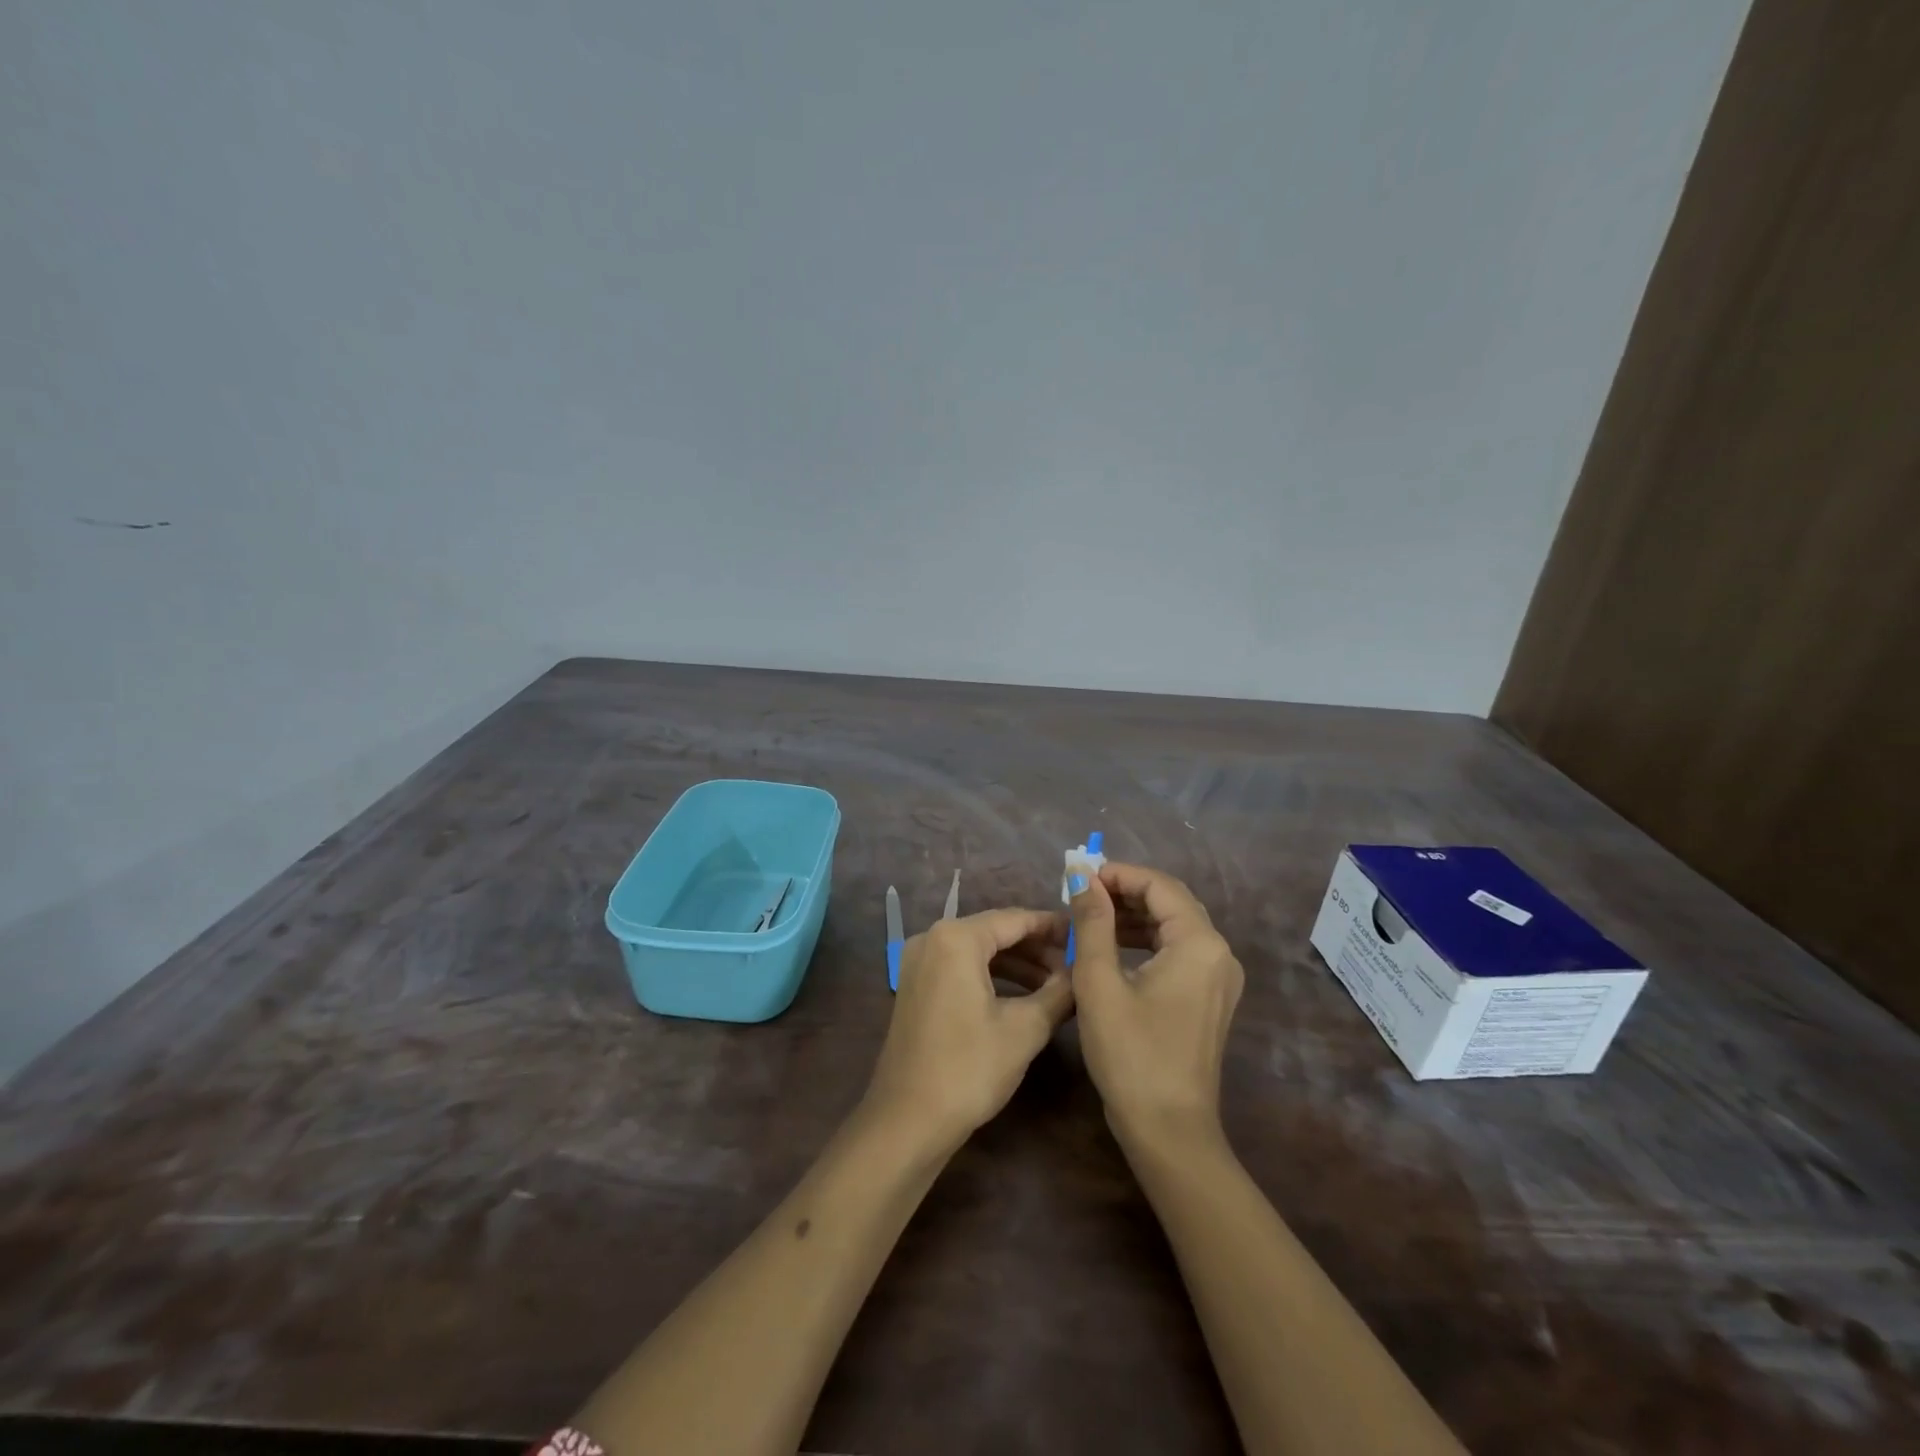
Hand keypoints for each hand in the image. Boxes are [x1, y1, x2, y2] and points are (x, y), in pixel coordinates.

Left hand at [865, 908, 1074, 1146]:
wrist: (907, 1120)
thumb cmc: (969, 1068)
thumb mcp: (1025, 1029)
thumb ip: (1059, 993)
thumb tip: (1083, 975)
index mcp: (956, 938)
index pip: (1015, 919)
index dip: (1053, 926)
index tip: (1084, 934)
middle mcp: (933, 938)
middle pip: (995, 931)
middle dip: (1036, 947)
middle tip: (1075, 964)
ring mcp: (919, 962)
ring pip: (978, 950)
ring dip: (1017, 963)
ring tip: (1057, 982)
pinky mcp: (916, 985)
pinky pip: (961, 966)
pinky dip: (992, 975)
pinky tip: (1022, 994)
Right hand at [1067, 863, 1243, 1145]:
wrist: (1169, 1131)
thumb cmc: (1131, 1054)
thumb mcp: (1099, 983)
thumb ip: (1091, 922)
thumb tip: (1081, 874)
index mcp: (1199, 943)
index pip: (1159, 886)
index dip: (1118, 874)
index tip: (1079, 877)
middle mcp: (1219, 953)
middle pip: (1171, 902)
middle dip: (1125, 891)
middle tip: (1081, 894)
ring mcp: (1219, 978)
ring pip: (1174, 926)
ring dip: (1134, 916)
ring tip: (1090, 917)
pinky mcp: (1210, 998)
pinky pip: (1178, 952)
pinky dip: (1146, 941)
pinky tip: (1113, 948)